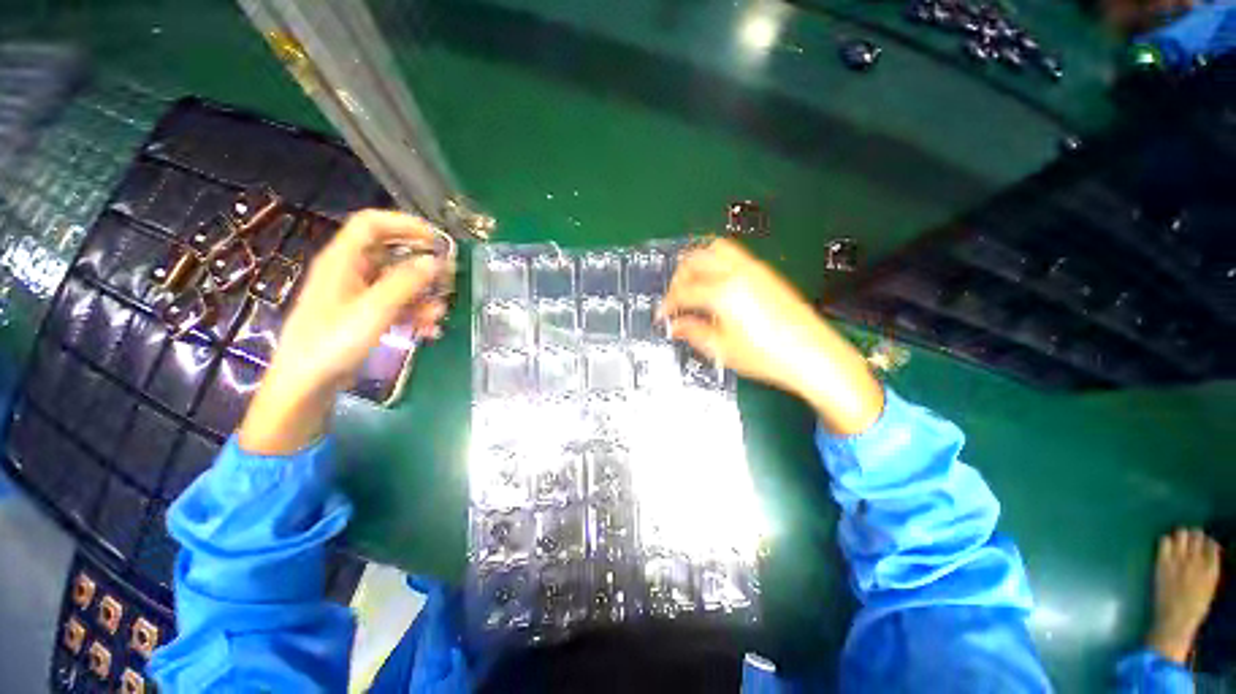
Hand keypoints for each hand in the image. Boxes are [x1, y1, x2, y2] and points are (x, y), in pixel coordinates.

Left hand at [239, 210, 453, 454]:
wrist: (306, 385)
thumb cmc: (332, 343)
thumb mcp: (373, 311)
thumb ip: (405, 283)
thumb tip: (436, 262)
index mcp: (343, 261)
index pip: (372, 224)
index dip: (405, 225)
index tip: (437, 240)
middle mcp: (350, 271)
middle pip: (391, 253)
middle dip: (423, 266)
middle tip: (449, 280)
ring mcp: (358, 294)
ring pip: (398, 282)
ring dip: (423, 295)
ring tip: (439, 315)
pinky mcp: (365, 315)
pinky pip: (396, 304)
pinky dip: (415, 313)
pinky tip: (430, 330)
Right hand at [661, 238, 882, 434]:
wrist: (813, 355)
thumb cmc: (768, 356)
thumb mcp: (722, 349)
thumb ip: (693, 332)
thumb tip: (676, 326)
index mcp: (722, 293)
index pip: (683, 292)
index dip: (667, 304)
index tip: (662, 316)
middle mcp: (737, 273)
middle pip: (695, 260)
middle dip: (678, 277)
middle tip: (675, 298)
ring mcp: (754, 269)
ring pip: (714, 249)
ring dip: (697, 263)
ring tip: (693, 285)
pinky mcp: (766, 273)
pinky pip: (733, 255)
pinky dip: (716, 263)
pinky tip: (717, 285)